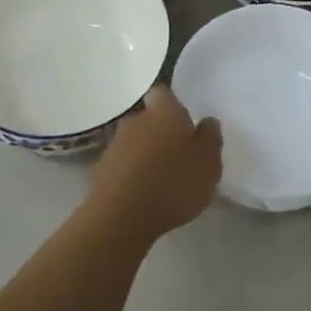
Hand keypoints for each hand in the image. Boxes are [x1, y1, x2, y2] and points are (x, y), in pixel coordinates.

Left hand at [88, 85, 222, 240]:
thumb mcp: (209, 164)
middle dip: (160, 132)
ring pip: (133, 142)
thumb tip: (208, 122)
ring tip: (161, 181)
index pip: (163, 93)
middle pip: (148, 118)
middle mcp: (136, 120)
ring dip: (144, 155)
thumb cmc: (173, 184)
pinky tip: (142, 196)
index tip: (184, 123)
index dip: (173, 105)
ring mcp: (114, 146)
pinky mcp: (100, 172)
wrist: (120, 217)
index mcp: (164, 111)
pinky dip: (130, 176)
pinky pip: (121, 167)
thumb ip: (210, 139)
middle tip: (177, 155)